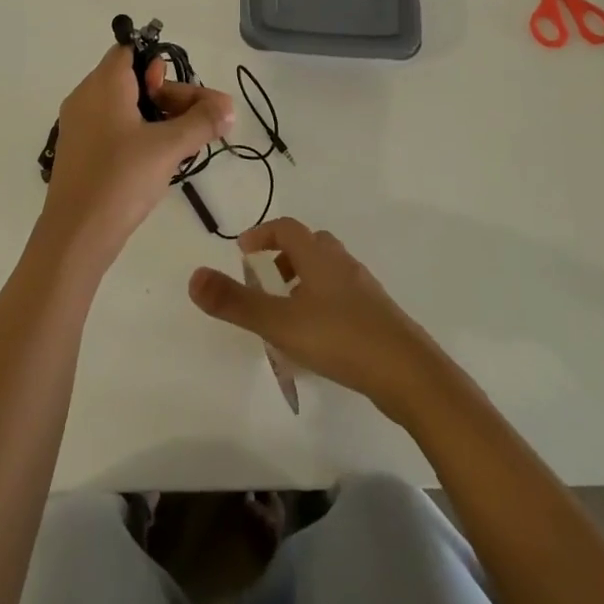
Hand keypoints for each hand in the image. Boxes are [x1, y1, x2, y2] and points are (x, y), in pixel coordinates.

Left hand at [41, 43, 233, 264]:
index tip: (178, 95)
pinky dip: (138, 134)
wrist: (76, 235)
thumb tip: (229, 107)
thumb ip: (202, 122)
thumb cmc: (120, 179)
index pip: (129, 50)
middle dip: (169, 97)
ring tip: (184, 145)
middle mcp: (86, 97)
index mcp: (102, 85)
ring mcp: (79, 125)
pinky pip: (113, 127)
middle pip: (132, 78)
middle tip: (198, 124)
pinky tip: (159, 159)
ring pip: (125, 105)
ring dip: (158, 118)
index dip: (159, 65)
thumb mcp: (169, 147)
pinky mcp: (79, 151)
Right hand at [188, 217, 441, 420]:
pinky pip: (344, 296)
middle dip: (286, 255)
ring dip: (306, 279)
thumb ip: (236, 302)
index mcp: (319, 257)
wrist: (410, 374)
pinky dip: (325, 303)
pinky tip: (319, 337)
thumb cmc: (341, 339)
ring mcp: (365, 290)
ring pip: (330, 271)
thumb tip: (194, 277)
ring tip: (288, 310)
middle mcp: (343, 265)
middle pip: (312, 245)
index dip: (262, 234)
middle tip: (267, 278)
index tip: (243, 251)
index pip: (287, 229)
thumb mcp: (280, 323)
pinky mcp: (379, 317)